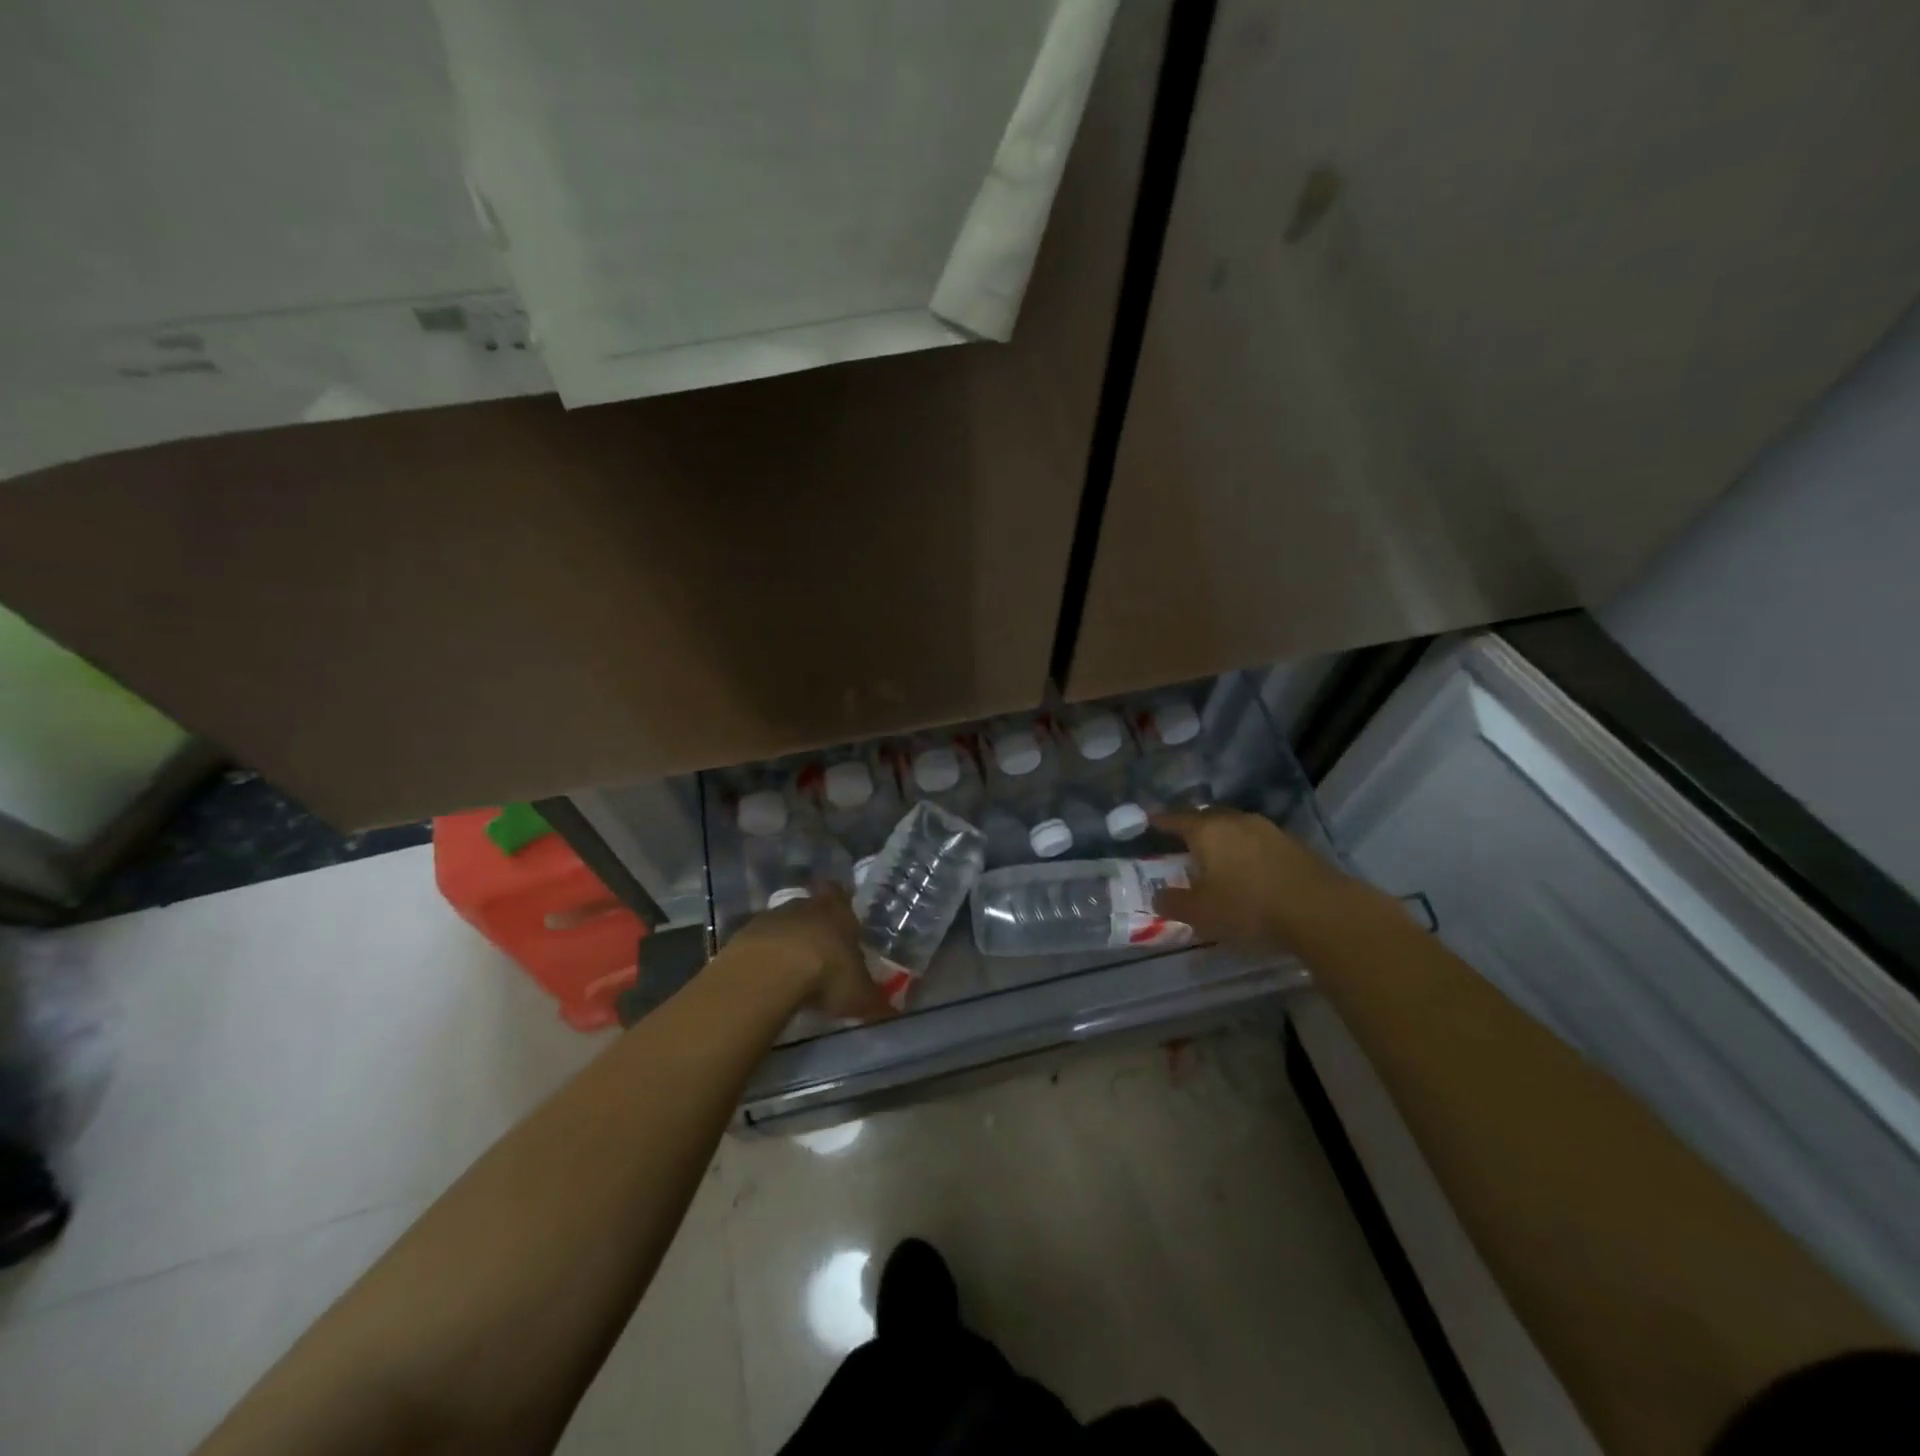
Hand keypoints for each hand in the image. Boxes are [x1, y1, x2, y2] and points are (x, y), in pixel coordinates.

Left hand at [725, 885, 892, 1021]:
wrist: (770, 972)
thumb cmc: (826, 974)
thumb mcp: (860, 995)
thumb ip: (877, 1001)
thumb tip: (896, 1012)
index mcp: (840, 912)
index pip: (842, 895)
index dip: (842, 905)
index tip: (844, 922)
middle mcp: (807, 906)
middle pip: (812, 907)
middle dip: (816, 924)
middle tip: (821, 950)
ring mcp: (773, 916)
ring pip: (784, 922)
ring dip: (788, 940)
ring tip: (793, 969)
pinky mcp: (745, 933)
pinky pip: (760, 941)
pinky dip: (765, 954)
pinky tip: (768, 976)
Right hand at [1151, 809, 1351, 948]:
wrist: (1319, 910)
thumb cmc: (1248, 907)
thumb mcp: (1201, 913)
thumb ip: (1173, 903)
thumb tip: (1157, 896)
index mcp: (1207, 831)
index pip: (1176, 819)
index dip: (1161, 821)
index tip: (1149, 821)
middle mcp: (1235, 821)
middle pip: (1207, 816)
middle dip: (1193, 826)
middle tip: (1183, 841)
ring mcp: (1268, 829)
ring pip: (1236, 827)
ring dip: (1223, 838)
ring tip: (1217, 856)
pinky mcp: (1293, 844)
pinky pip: (1258, 841)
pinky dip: (1247, 850)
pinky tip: (1249, 869)